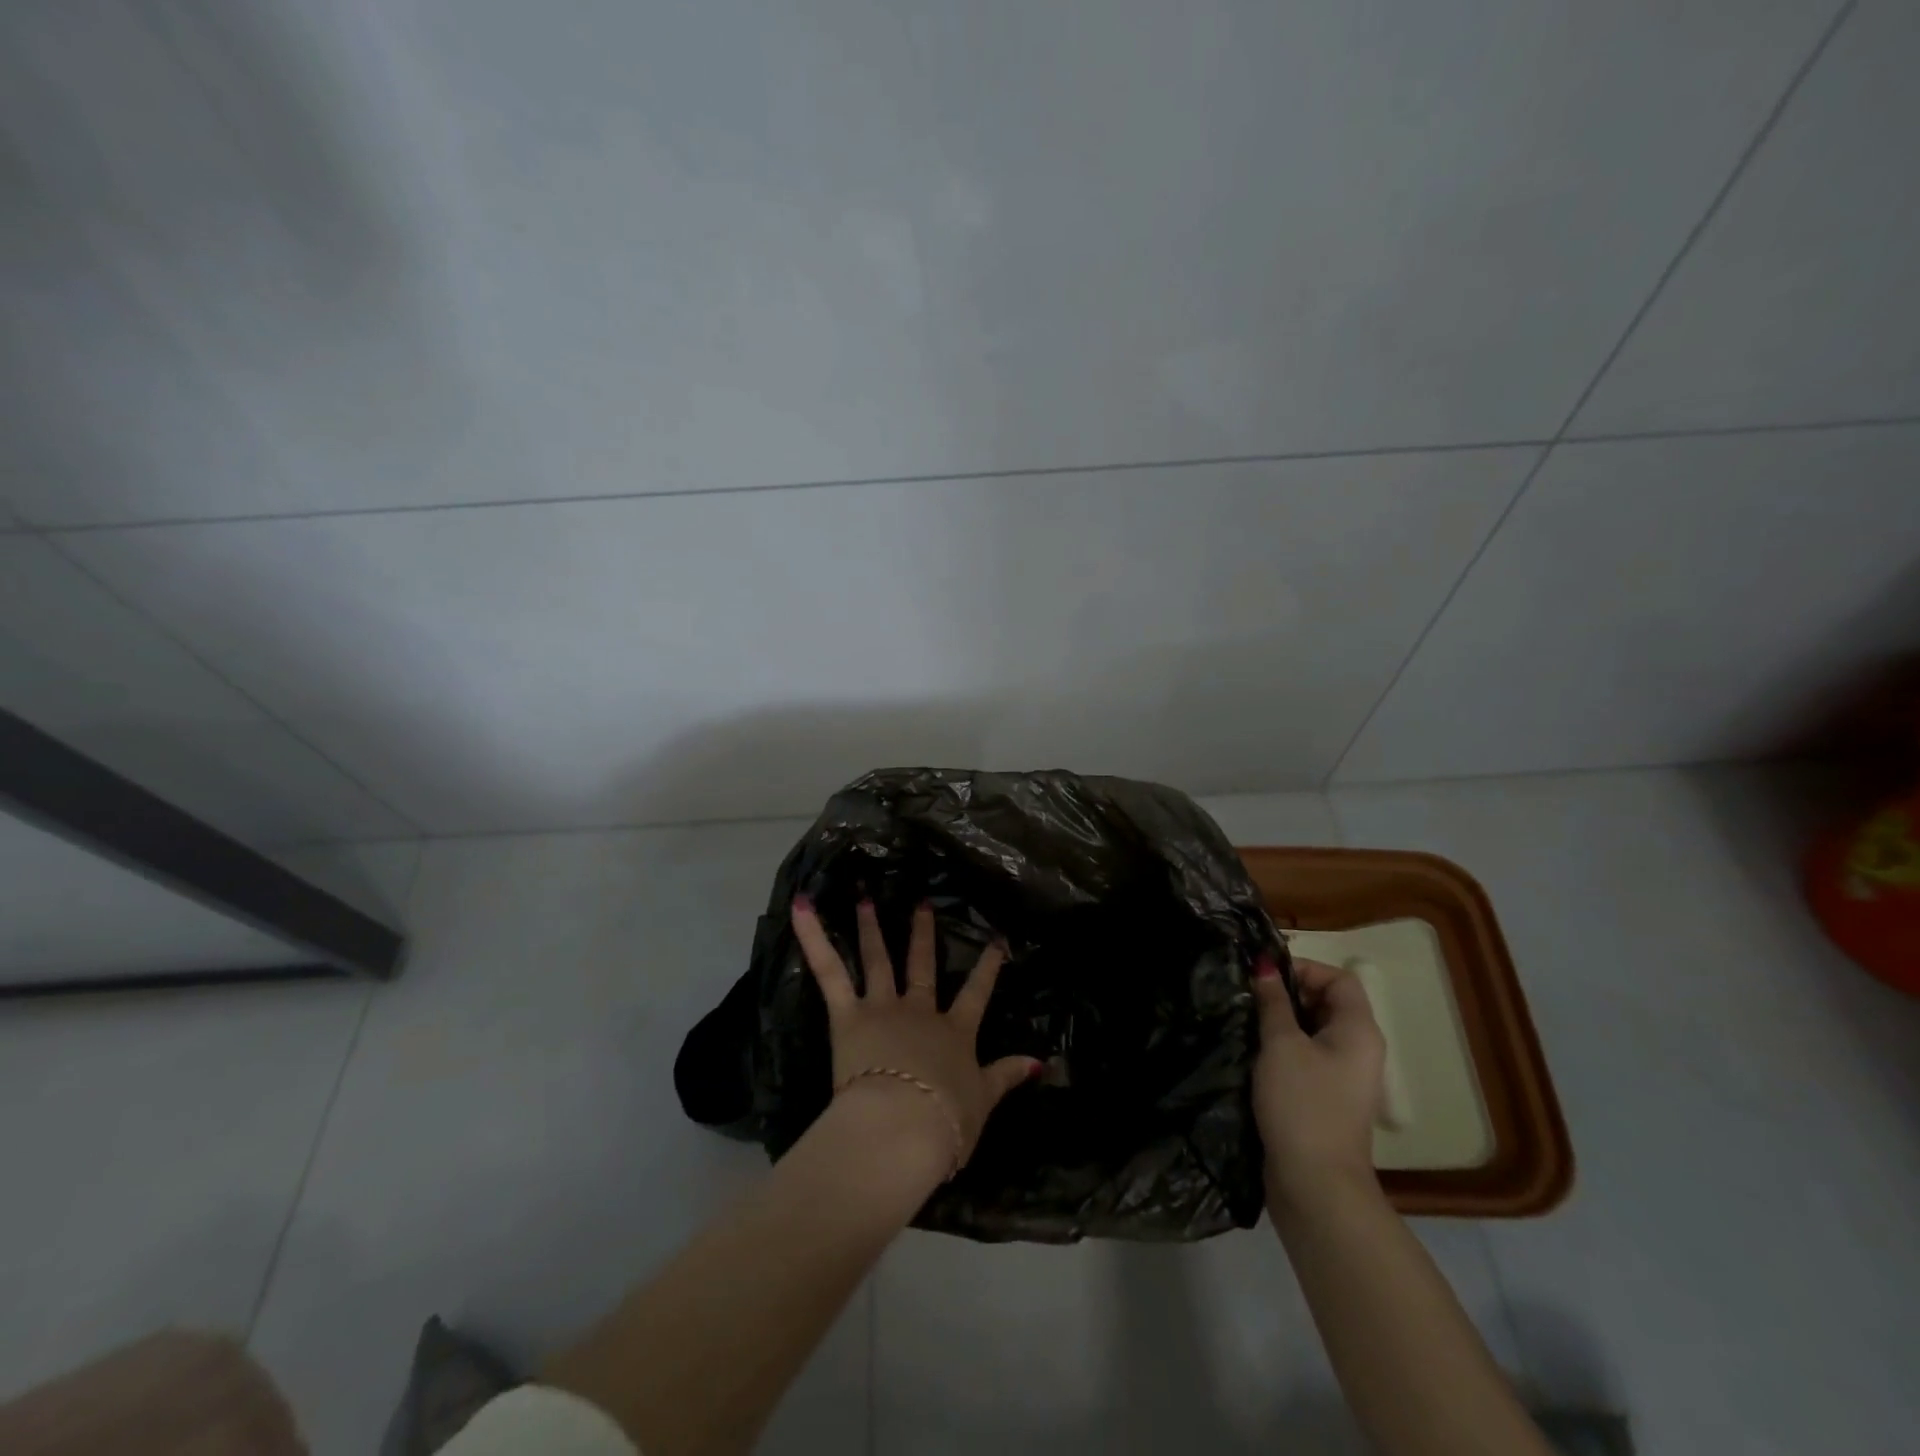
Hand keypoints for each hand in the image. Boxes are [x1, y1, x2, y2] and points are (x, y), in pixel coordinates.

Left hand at [792, 895, 1038, 1175]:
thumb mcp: (983, 1102)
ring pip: (877, 960)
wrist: (904, 1125)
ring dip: (870, 928)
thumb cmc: (944, 1122)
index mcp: (954, 1033)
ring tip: (864, 898)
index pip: (976, 993)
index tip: (996, 940)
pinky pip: (829, 971)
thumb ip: (1007, 1076)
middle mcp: (920, 1011)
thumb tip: (1040, 1061)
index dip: (988, 967)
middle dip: (923, 934)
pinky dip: (813, 937)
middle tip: (921, 903)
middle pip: (922, 966)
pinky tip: (801, 907)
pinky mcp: (849, 1015)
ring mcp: (883, 1008)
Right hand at [1252, 955, 1386, 1206]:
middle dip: (1288, 993)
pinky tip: (1252, 1051)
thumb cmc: (1302, 1104)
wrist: (1315, 1185)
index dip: (1304, 969)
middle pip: (1326, 1002)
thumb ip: (1272, 1002)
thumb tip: (1264, 965)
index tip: (1265, 976)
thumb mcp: (1281, 1044)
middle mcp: (1358, 1049)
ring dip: (1281, 1020)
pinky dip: (1282, 1047)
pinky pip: (1306, 1056)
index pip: (1339, 978)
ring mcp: (1342, 1076)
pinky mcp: (1324, 1097)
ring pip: (1312, 1030)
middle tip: (1250, 996)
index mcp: (1358, 1030)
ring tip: (1246, 1020)